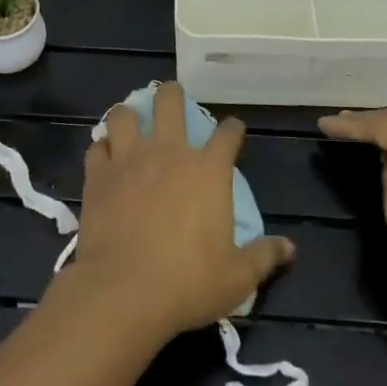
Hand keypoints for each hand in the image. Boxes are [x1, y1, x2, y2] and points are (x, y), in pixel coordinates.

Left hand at [60, 83, 295, 344]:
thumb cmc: (188, 282)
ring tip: (131, 121)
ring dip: (129, 115)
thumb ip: (264, 257)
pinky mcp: (98, 176)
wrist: (123, 291)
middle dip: (172, 94)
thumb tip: (290, 249)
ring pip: (124, 115)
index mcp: (208, 171)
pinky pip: (97, 147)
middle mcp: (169, 153)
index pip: (227, 134)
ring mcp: (129, 160)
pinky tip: (105, 157)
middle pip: (170, 103)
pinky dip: (102, 148)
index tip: (234, 131)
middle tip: (172, 96)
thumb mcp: (237, 277)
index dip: (233, 129)